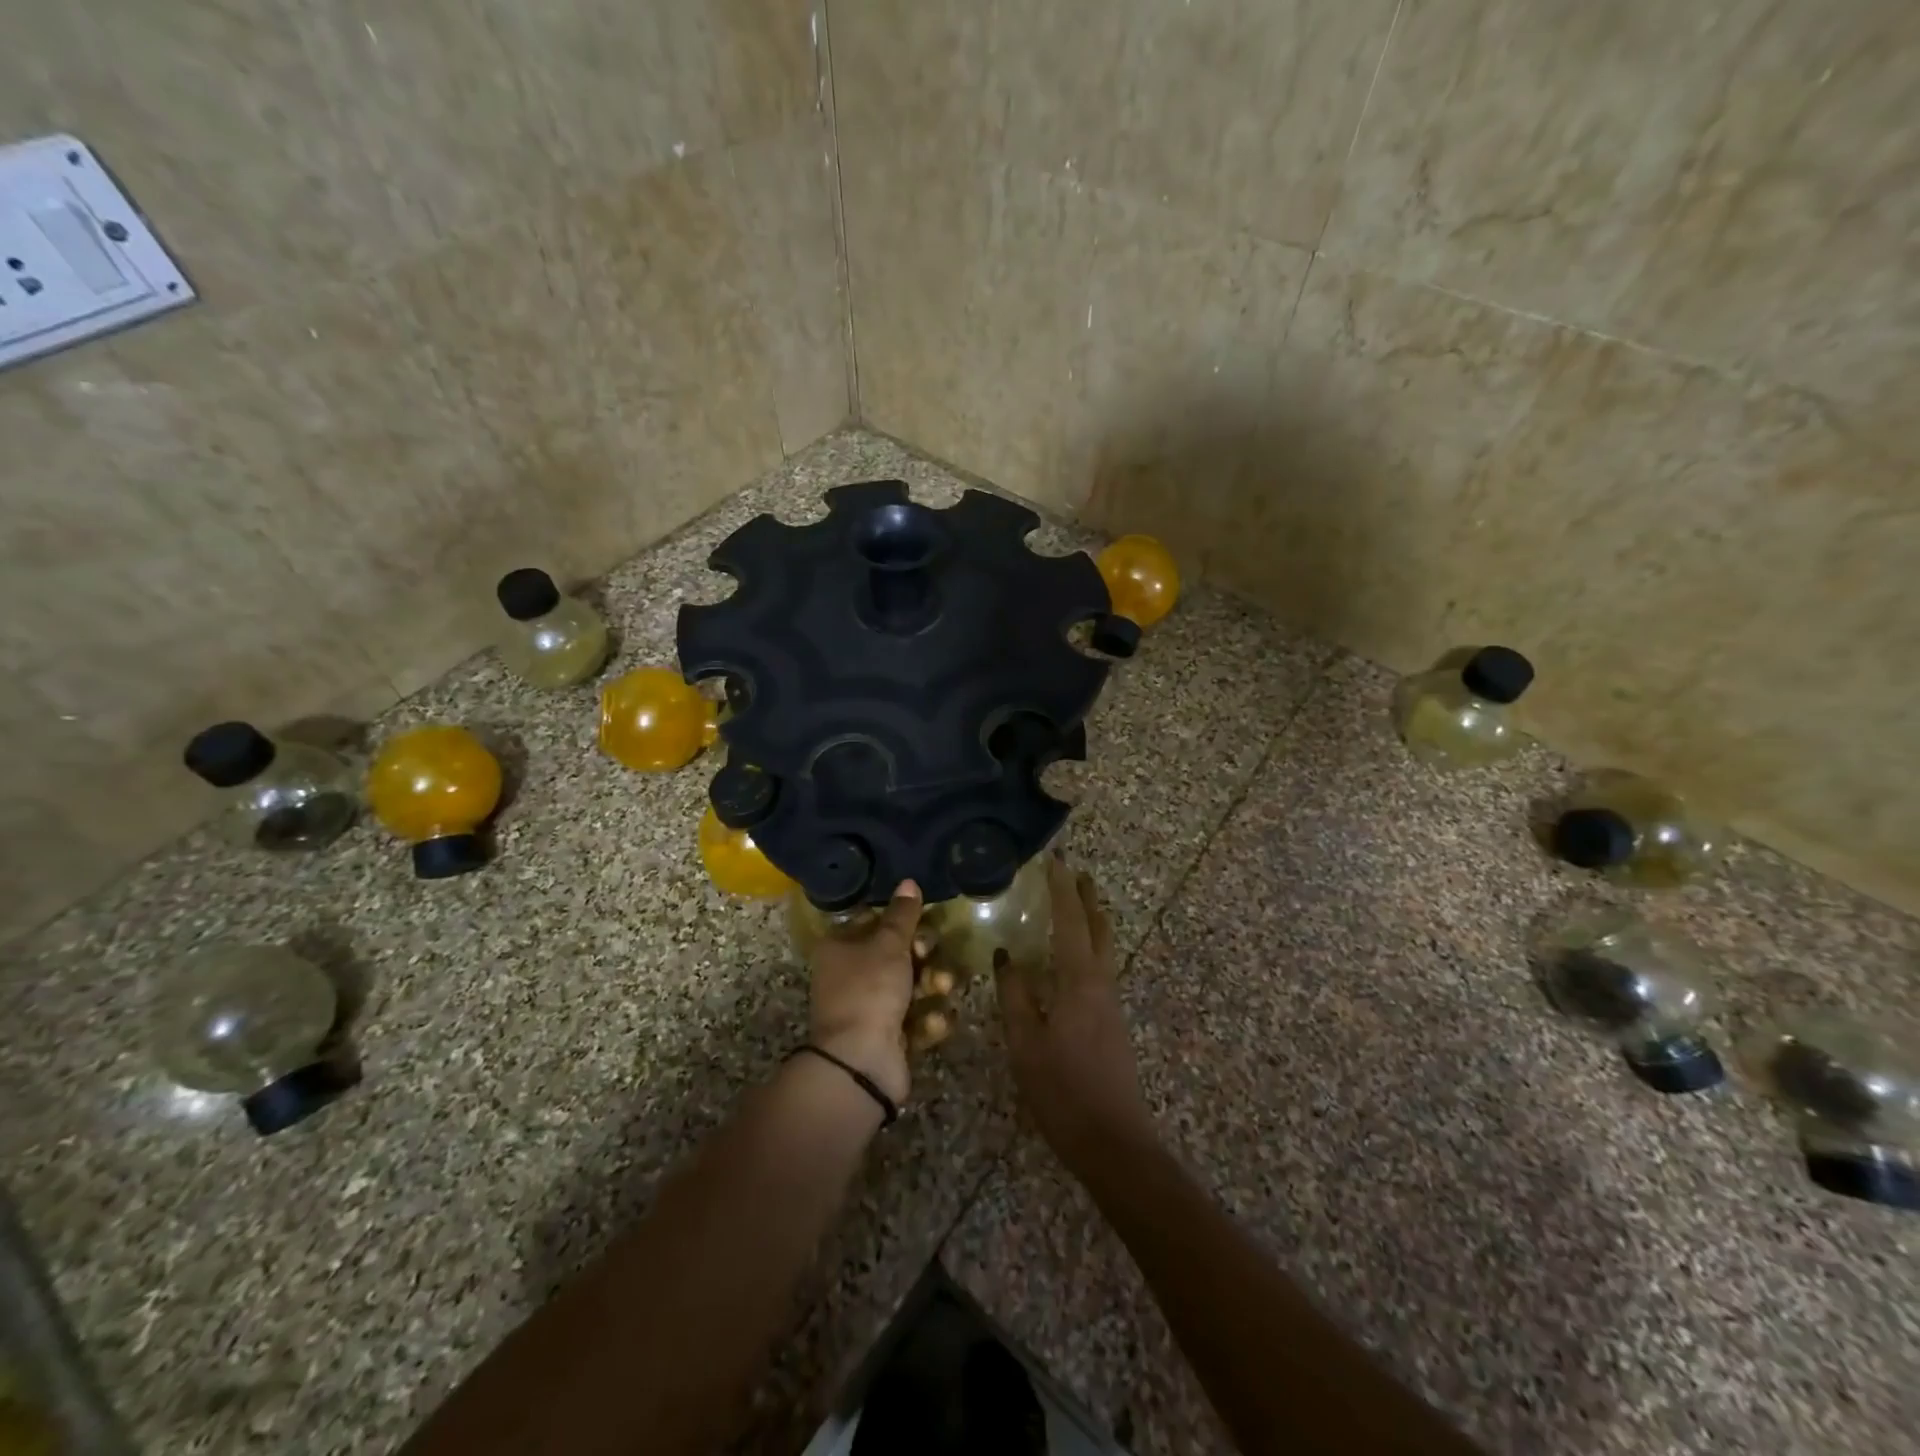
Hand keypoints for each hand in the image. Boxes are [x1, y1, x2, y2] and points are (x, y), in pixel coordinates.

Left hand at [808, 881, 920, 1104]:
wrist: (860, 1063)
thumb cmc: (869, 991)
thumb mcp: (888, 945)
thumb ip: (903, 915)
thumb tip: (909, 881)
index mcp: (840, 949)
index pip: (874, 923)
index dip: (901, 922)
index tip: (922, 923)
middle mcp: (852, 977)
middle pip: (898, 955)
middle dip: (924, 956)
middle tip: (930, 957)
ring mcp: (870, 1010)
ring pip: (913, 986)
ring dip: (933, 986)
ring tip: (941, 990)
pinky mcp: (890, 1037)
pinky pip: (917, 1019)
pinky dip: (927, 1020)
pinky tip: (931, 1024)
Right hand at [996, 858, 1155, 1174]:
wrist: (1114, 1143)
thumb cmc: (1063, 1091)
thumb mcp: (1025, 1043)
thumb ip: (1015, 996)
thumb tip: (1005, 955)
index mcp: (1080, 981)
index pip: (1071, 921)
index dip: (1063, 889)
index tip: (1055, 860)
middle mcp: (1101, 983)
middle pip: (1098, 928)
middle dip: (1087, 898)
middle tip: (1074, 873)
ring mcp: (1110, 1003)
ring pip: (1103, 947)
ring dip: (1091, 919)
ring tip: (1074, 904)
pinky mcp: (1111, 1021)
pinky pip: (1100, 967)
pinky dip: (1088, 946)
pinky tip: (1072, 958)